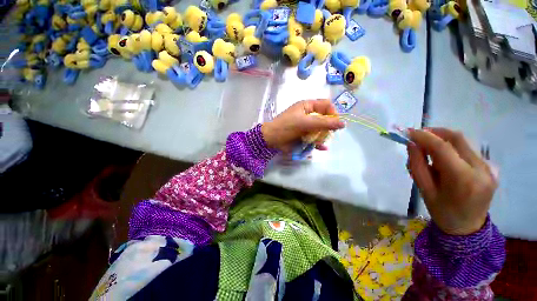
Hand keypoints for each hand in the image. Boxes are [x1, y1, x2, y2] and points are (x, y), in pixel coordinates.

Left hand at [261, 99, 344, 152]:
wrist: (270, 140)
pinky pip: (316, 138)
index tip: (335, 123)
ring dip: (323, 135)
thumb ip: (325, 123)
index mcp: (308, 105)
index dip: (333, 113)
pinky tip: (322, 148)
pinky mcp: (305, 136)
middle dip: (329, 126)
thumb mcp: (306, 122)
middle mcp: (309, 114)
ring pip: (322, 129)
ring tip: (321, 141)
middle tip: (329, 133)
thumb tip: (343, 123)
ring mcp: (307, 125)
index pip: (327, 105)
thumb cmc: (287, 126)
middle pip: (326, 118)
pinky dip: (319, 143)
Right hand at [407, 128, 496, 234]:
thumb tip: (412, 145)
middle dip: (438, 134)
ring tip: (437, 153)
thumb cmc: (446, 216)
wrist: (468, 231)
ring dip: (448, 142)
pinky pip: (472, 151)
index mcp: (463, 182)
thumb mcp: (428, 196)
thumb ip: (418, 169)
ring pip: (465, 143)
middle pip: (457, 139)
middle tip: (424, 138)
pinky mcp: (492, 167)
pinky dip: (459, 151)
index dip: (426, 137)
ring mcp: (488, 168)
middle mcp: (479, 170)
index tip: (410, 133)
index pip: (443, 149)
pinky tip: (453, 161)